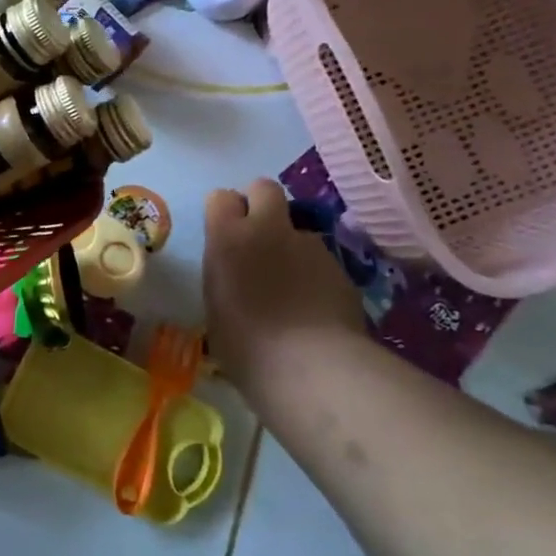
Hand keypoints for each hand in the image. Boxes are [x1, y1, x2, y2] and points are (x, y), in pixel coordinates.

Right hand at [203, 178, 364, 394]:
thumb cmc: (244, 344)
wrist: (310, 367)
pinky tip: (312, 305)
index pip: (221, 197)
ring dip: (290, 244)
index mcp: (227, 237)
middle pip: (264, 188)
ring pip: (297, 227)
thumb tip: (235, 273)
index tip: (222, 234)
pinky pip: (321, 258)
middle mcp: (268, 230)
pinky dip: (314, 273)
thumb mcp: (215, 304)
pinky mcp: (341, 267)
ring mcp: (310, 245)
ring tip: (289, 283)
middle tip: (255, 235)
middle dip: (259, 203)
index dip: (223, 212)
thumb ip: (224, 274)